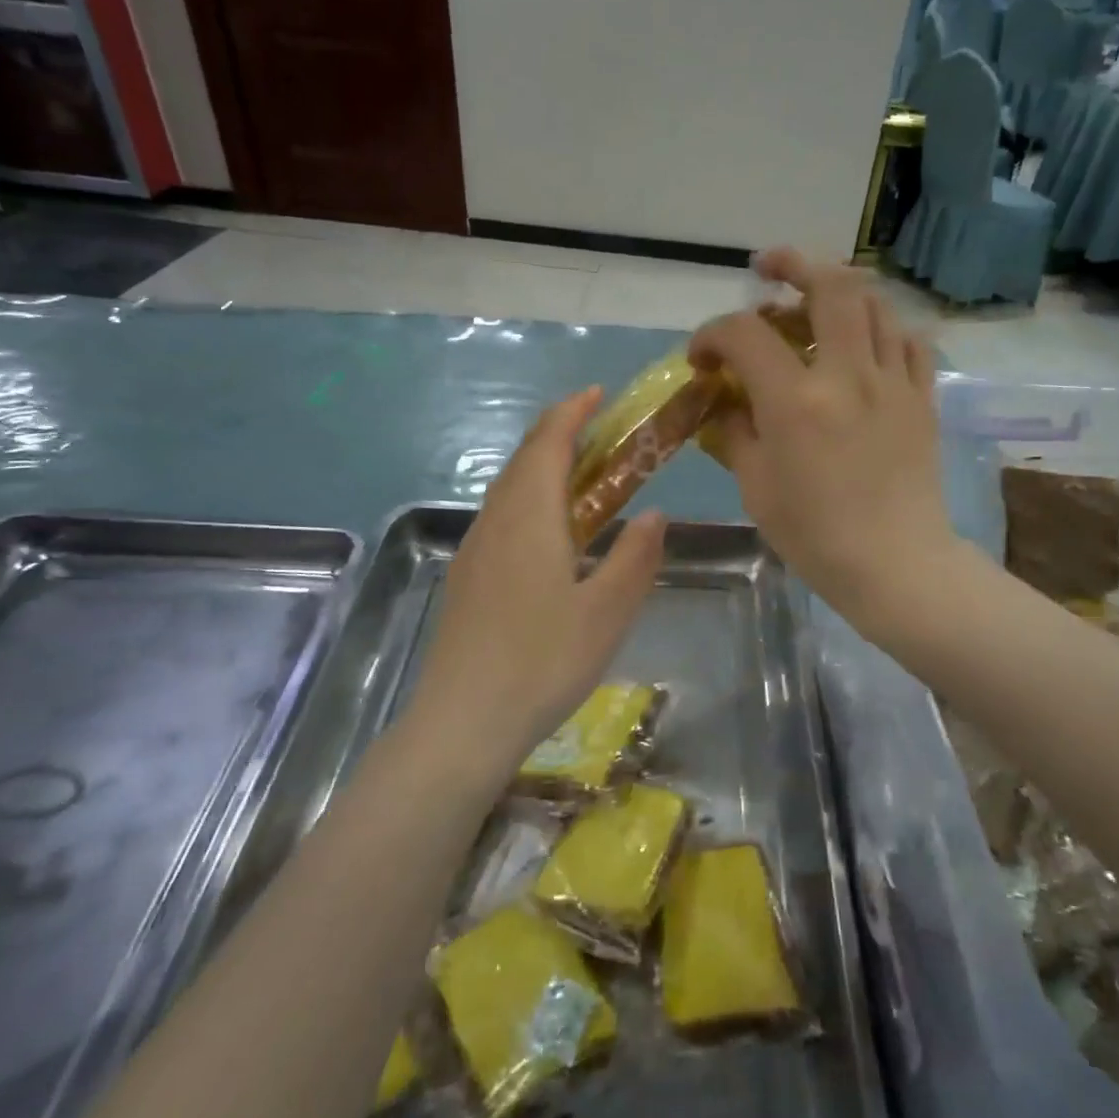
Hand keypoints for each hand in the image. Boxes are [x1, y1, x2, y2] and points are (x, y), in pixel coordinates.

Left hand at [407, 390, 666, 780]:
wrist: (463, 722)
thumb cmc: (542, 662)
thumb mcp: (607, 612)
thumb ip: (635, 557)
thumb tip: (655, 514)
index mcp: (529, 518)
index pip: (548, 443)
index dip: (572, 412)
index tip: (598, 394)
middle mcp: (495, 522)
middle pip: (522, 459)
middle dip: (557, 434)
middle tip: (598, 433)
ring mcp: (474, 550)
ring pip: (506, 489)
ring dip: (540, 467)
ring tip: (579, 478)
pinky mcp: (466, 578)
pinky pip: (499, 517)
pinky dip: (527, 500)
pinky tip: (546, 534)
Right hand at [689, 249, 957, 637]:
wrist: (896, 565)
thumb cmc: (815, 536)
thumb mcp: (756, 487)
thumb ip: (735, 432)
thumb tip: (727, 402)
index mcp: (797, 401)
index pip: (745, 334)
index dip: (712, 334)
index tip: (702, 356)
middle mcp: (848, 376)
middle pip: (829, 286)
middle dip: (792, 263)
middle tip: (769, 268)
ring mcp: (894, 382)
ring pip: (874, 304)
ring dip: (839, 290)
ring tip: (816, 301)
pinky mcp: (922, 397)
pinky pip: (908, 340)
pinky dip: (881, 327)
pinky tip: (865, 342)